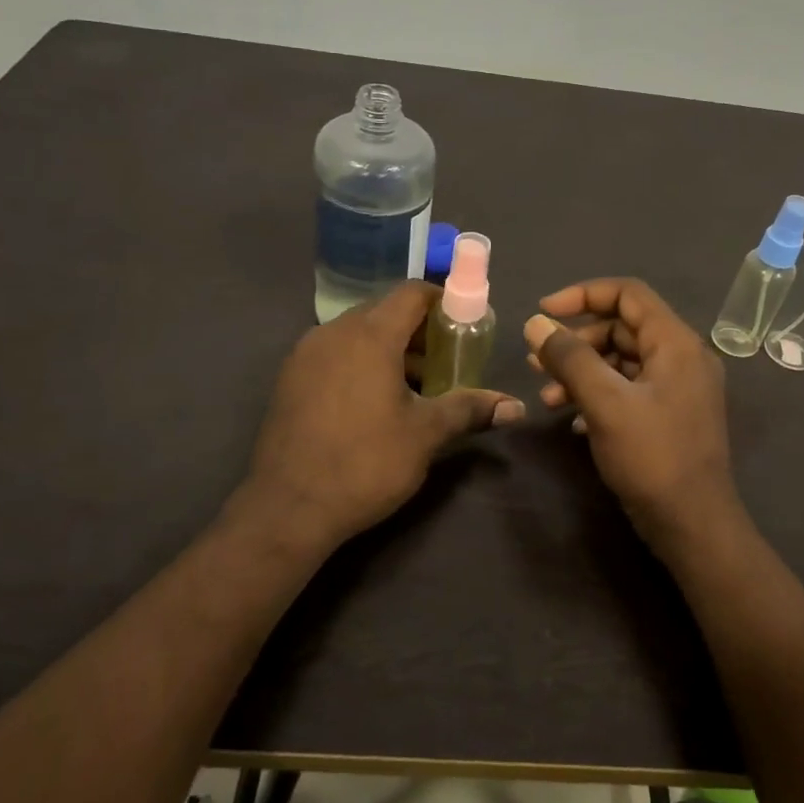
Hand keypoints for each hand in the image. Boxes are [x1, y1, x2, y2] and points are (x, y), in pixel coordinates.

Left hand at [247, 281, 523, 548]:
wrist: (287, 508)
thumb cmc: (365, 463)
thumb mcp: (425, 435)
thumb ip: (469, 410)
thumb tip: (516, 407)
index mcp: (369, 335)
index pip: (411, 293)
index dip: (443, 301)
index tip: (464, 326)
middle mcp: (333, 332)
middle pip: (384, 311)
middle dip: (419, 330)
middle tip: (446, 360)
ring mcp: (305, 354)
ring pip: (357, 333)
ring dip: (389, 347)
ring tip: (415, 385)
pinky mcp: (289, 378)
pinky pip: (334, 353)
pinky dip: (360, 362)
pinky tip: (373, 401)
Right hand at [525, 279, 741, 559]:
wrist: (693, 525)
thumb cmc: (652, 457)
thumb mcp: (605, 402)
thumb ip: (570, 358)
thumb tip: (536, 323)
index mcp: (676, 343)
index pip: (628, 293)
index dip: (582, 294)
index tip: (543, 312)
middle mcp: (682, 357)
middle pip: (621, 328)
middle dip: (576, 341)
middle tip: (537, 363)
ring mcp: (678, 388)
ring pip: (621, 362)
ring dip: (582, 372)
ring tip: (547, 397)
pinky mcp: (669, 416)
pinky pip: (629, 390)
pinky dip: (598, 395)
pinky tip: (572, 420)